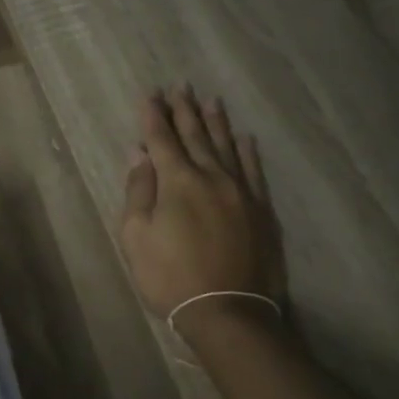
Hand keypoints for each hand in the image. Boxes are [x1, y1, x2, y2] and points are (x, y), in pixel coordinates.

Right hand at [118, 85, 285, 319]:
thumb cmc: (170, 276)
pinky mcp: (262, 210)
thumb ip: (139, 191)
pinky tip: (244, 138)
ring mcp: (241, 192)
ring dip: (216, 122)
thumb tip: (139, 155)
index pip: (162, 139)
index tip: (150, 95)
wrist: (228, 312)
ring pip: (227, 147)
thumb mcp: (136, 236)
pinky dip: (248, 151)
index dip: (153, 116)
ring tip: (211, 100)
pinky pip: (254, 171)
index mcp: (178, 182)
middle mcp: (212, 177)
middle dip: (185, 110)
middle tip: (180, 86)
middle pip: (196, 136)